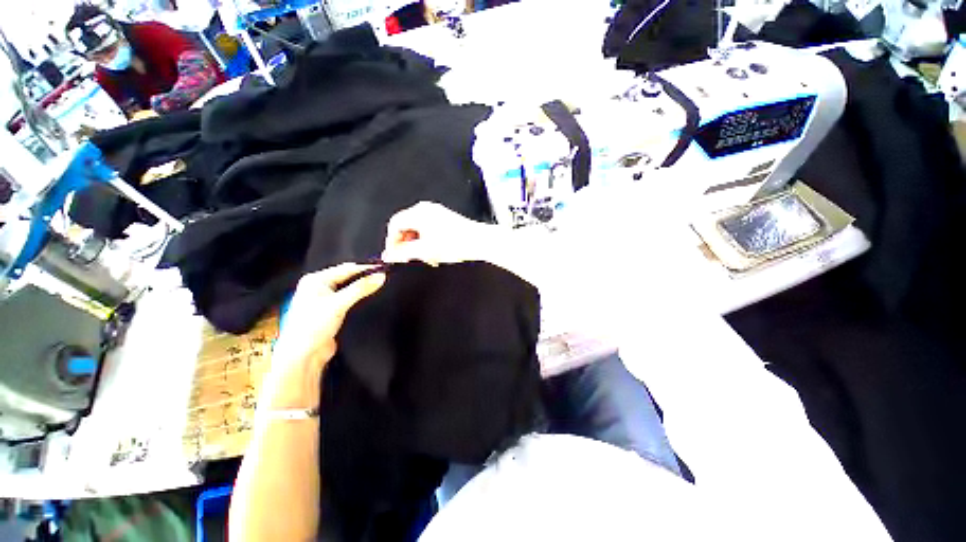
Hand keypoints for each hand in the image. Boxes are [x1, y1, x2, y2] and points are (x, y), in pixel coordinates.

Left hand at [263, 263, 385, 408]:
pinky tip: (370, 298)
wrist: (303, 355)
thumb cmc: (314, 325)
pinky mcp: (331, 311)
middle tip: (385, 277)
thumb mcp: (339, 304)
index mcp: (315, 280)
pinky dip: (359, 297)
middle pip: (347, 277)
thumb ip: (361, 288)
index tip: (385, 269)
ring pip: (348, 288)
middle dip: (364, 277)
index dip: (366, 269)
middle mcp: (318, 286)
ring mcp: (324, 299)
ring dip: (362, 287)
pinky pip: (348, 299)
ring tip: (380, 285)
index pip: (346, 269)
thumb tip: (382, 276)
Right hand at [381, 202, 497, 265]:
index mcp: (418, 212)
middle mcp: (426, 209)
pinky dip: (428, 242)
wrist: (481, 242)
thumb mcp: (425, 250)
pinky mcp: (445, 219)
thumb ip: (403, 253)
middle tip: (411, 259)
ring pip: (418, 230)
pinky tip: (435, 254)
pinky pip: (428, 230)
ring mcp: (437, 213)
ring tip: (427, 259)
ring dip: (418, 246)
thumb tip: (387, 256)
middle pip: (406, 227)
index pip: (394, 224)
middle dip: (406, 245)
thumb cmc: (455, 244)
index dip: (392, 242)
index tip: (395, 256)